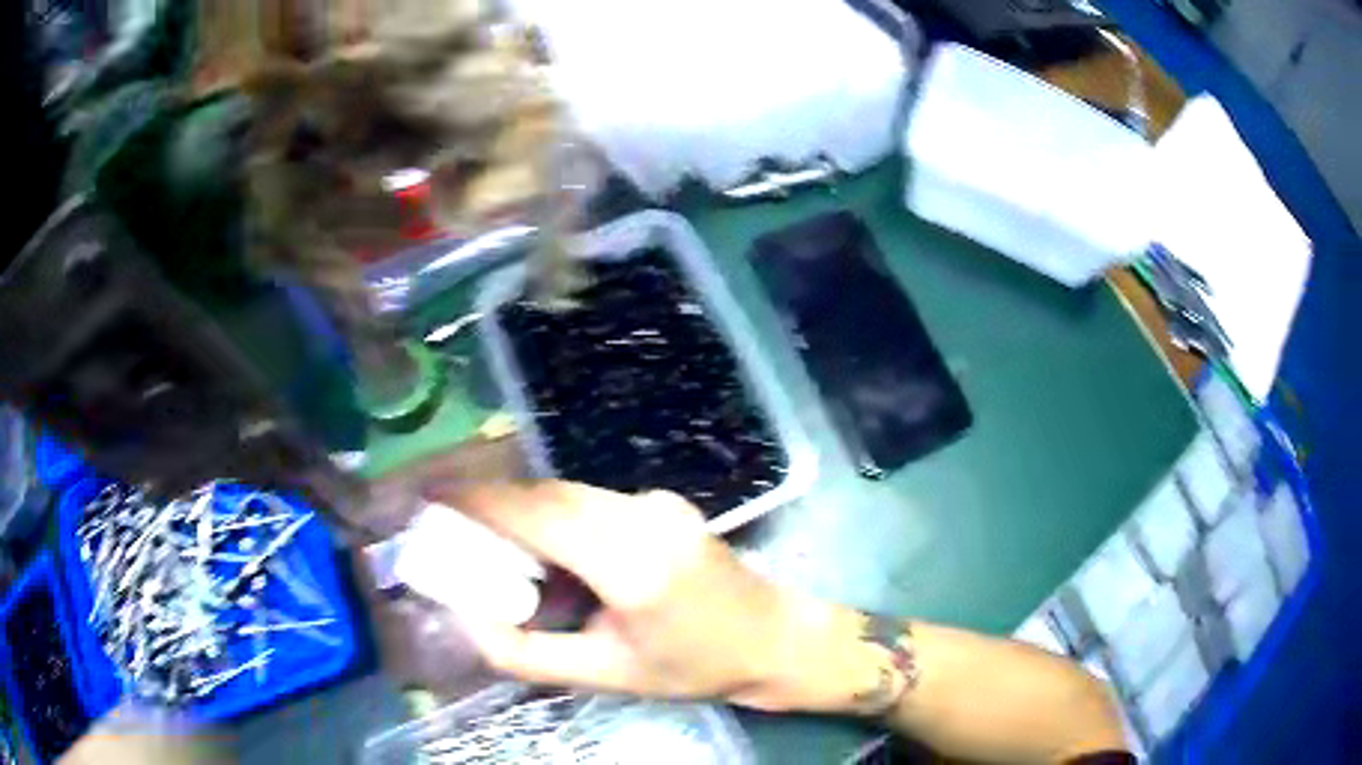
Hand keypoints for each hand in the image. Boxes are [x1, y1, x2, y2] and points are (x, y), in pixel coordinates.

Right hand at [427, 481, 870, 711]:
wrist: (773, 639)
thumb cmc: (693, 667)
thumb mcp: (605, 675)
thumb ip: (527, 653)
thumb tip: (468, 621)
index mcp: (631, 563)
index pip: (537, 512)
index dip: (477, 498)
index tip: (431, 495)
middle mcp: (644, 516)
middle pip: (548, 494)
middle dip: (493, 502)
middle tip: (451, 526)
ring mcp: (659, 502)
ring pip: (568, 493)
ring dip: (524, 510)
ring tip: (494, 547)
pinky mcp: (664, 502)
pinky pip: (592, 501)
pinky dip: (556, 516)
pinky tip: (550, 553)